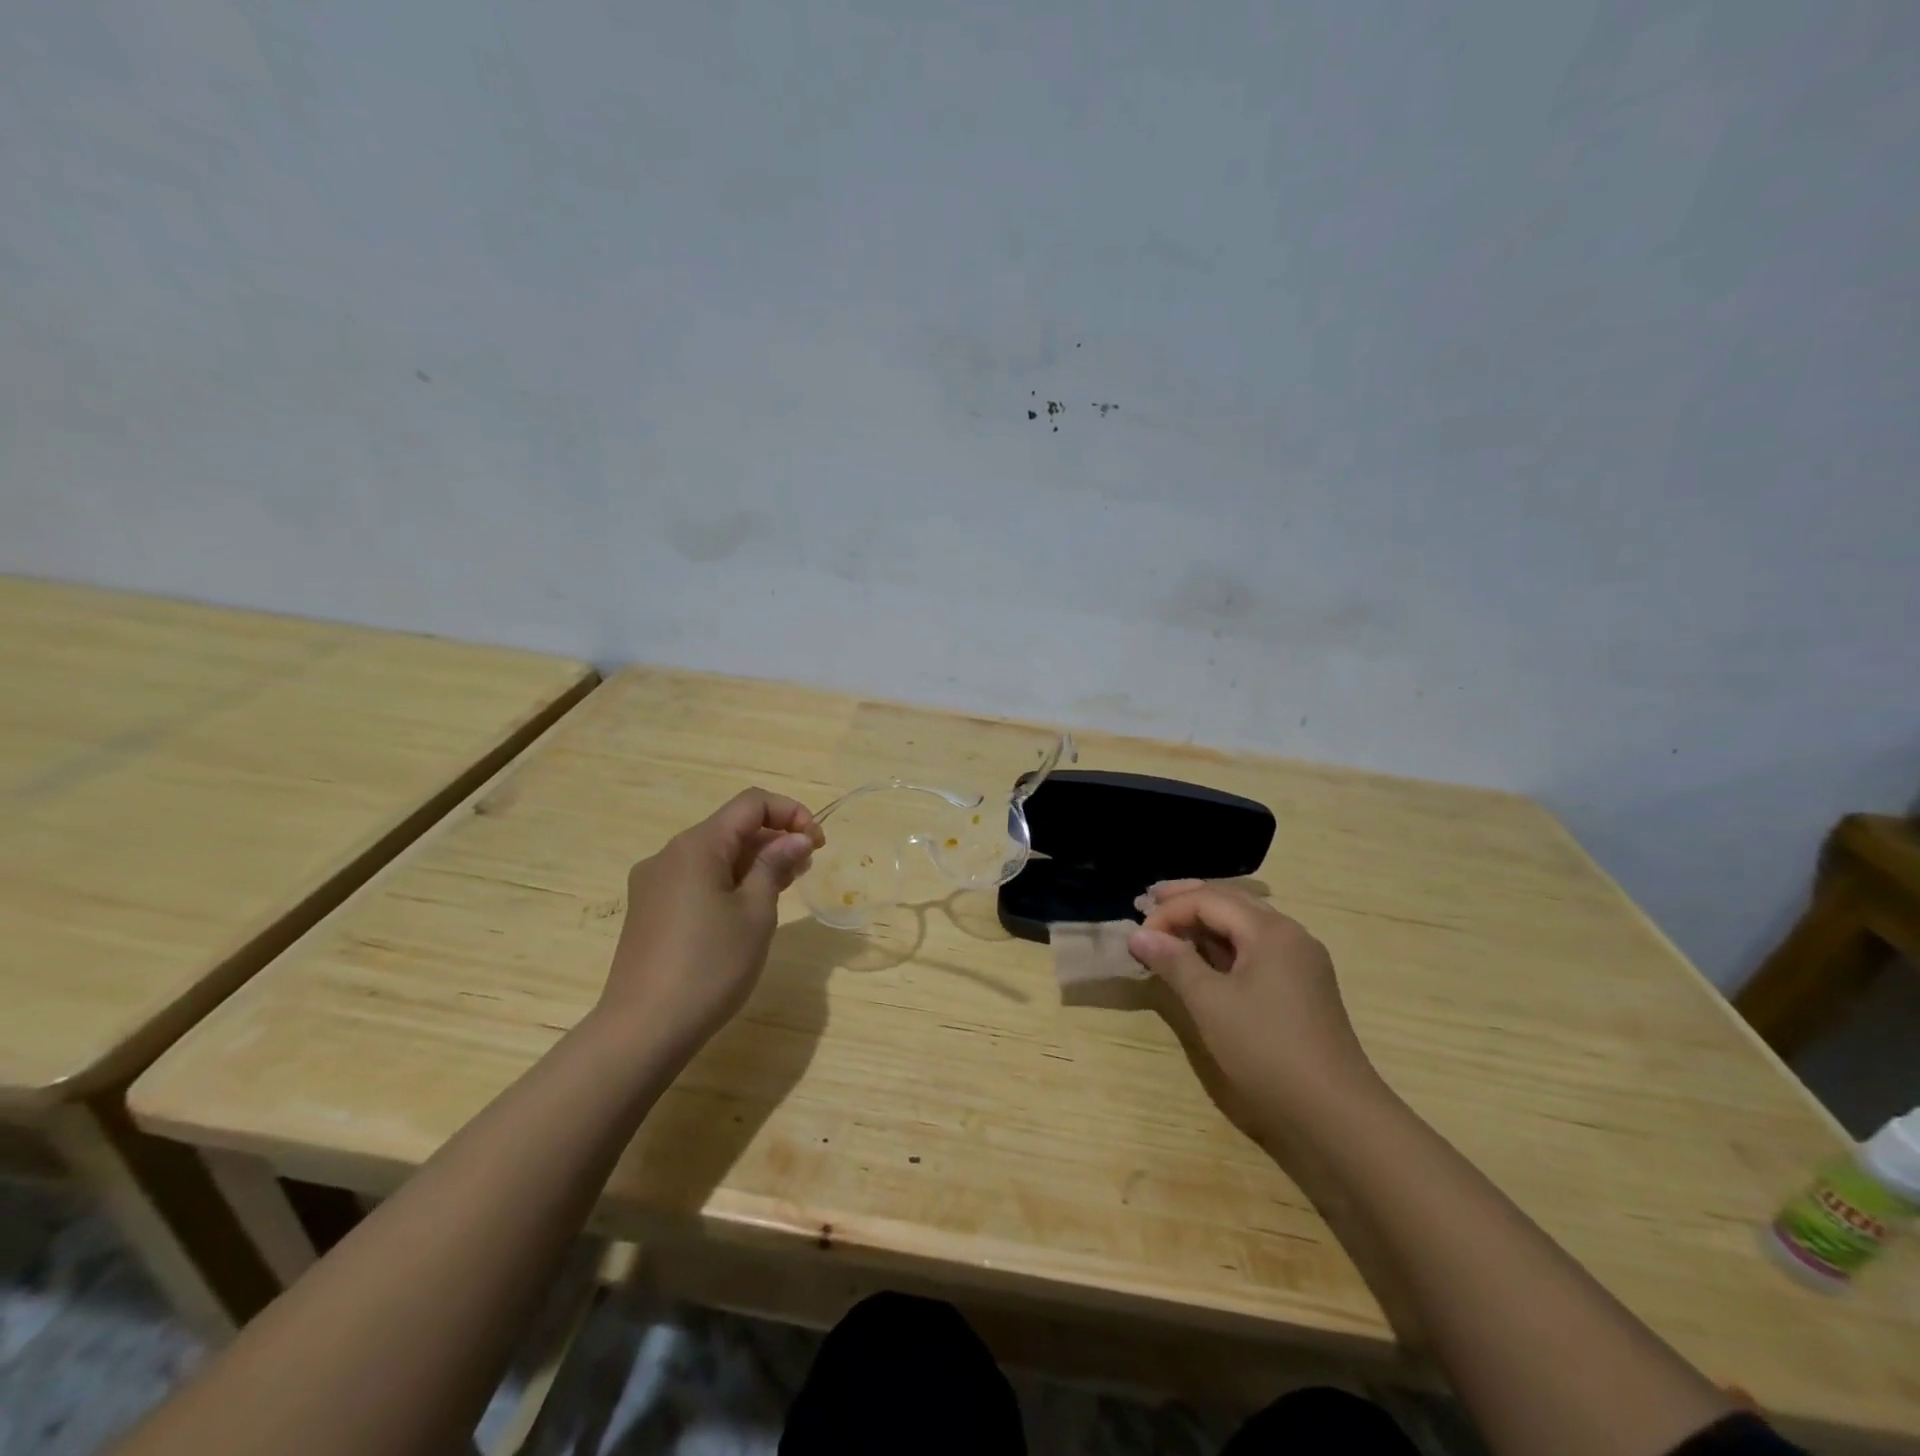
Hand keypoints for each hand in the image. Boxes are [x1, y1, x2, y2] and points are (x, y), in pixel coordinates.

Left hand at [595, 789, 823, 1055]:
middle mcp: (670, 854)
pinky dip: (728, 881)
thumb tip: (795, 838)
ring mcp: (654, 883)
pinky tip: (747, 910)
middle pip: (731, 827)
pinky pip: (696, 879)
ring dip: (753, 862)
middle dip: (773, 839)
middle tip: (806, 868)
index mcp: (697, 846)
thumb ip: (775, 865)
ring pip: (714, 855)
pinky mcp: (649, 910)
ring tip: (784, 888)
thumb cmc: (710, 966)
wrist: (643, 1030)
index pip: (751, 803)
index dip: (790, 812)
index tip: (816, 843)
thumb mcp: (756, 913)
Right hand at [1127, 883, 1379, 1138]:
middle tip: (1147, 900)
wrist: (1337, 1114)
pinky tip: (1203, 956)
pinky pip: (1255, 948)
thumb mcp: (1210, 1003)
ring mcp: (1300, 961)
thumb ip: (1173, 962)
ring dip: (1205, 920)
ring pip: (1244, 924)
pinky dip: (1223, 944)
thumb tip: (1138, 935)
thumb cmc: (1267, 1050)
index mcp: (1270, 931)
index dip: (1168, 913)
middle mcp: (1289, 935)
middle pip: (1230, 901)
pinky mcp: (1302, 986)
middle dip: (1186, 899)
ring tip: (1169, 925)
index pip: (1208, 900)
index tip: (1138, 938)